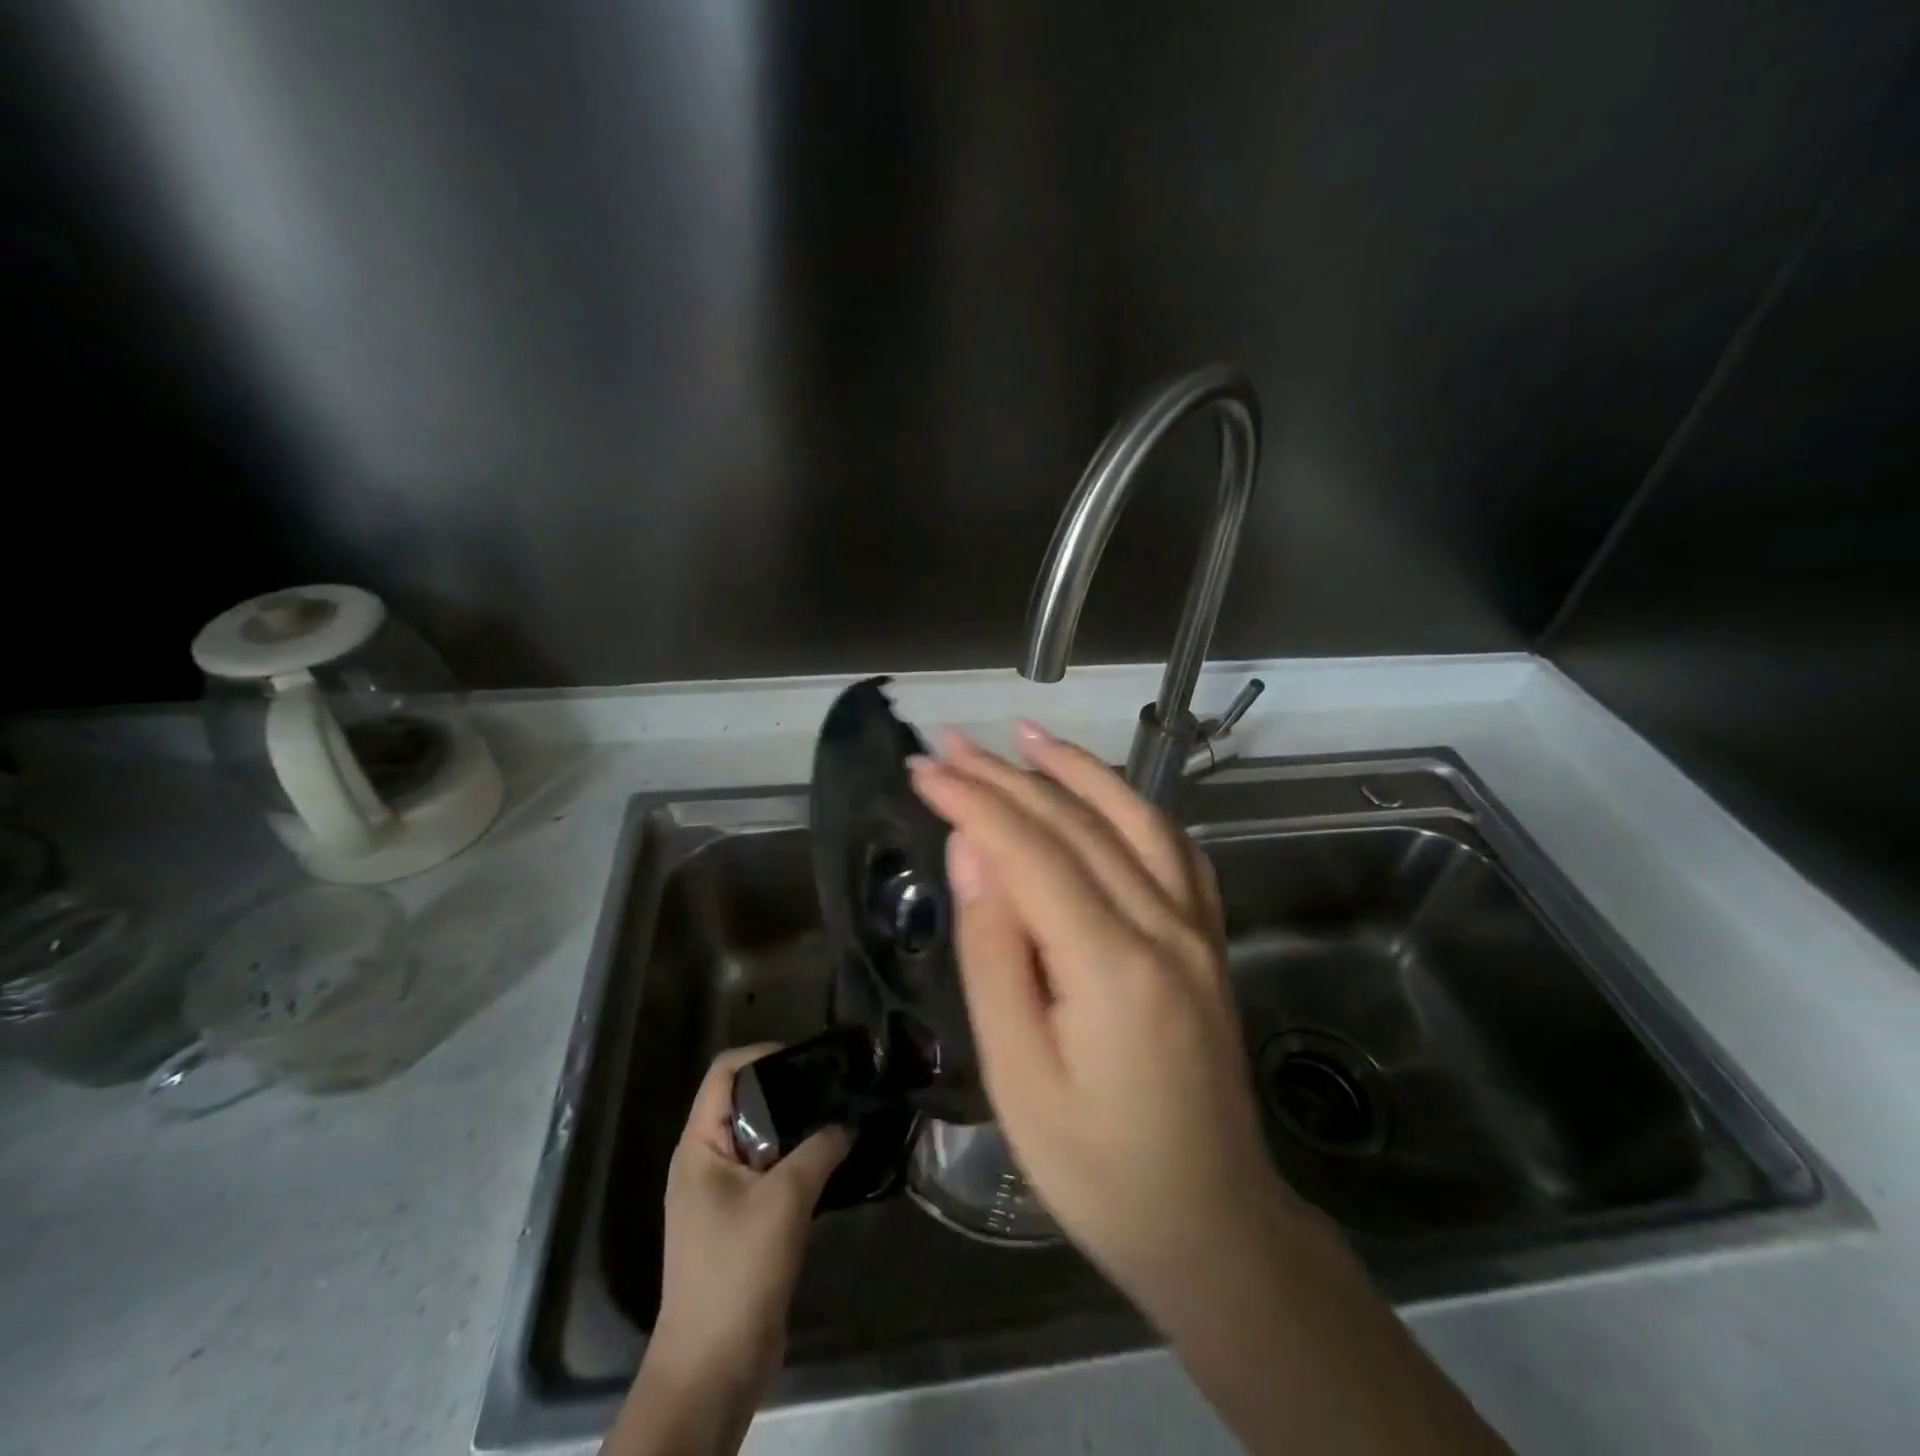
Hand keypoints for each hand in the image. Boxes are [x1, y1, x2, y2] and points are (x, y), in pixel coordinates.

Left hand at [647, 1046, 849, 1402]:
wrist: (714, 1365)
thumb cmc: (738, 1268)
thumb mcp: (785, 1199)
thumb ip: (819, 1149)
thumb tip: (848, 1121)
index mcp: (699, 1146)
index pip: (725, 1073)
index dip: (763, 1055)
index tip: (808, 1058)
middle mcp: (704, 1161)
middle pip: (744, 1102)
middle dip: (787, 1089)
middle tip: (833, 1085)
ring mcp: (720, 1193)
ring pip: (760, 1139)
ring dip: (796, 1128)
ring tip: (839, 1116)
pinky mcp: (739, 1220)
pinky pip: (768, 1171)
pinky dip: (796, 1160)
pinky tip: (832, 1160)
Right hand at [908, 722, 1294, 1316]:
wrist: (1212, 1224)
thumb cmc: (1096, 1167)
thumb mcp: (1017, 1072)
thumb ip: (994, 951)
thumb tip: (972, 851)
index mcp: (1113, 964)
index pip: (1030, 851)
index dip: (973, 801)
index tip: (925, 768)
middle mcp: (1165, 926)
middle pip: (1078, 823)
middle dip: (1008, 776)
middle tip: (952, 743)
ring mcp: (1197, 928)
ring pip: (1136, 819)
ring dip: (1077, 770)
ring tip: (1026, 735)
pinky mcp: (1208, 940)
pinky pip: (1174, 850)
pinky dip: (1132, 806)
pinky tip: (1104, 793)